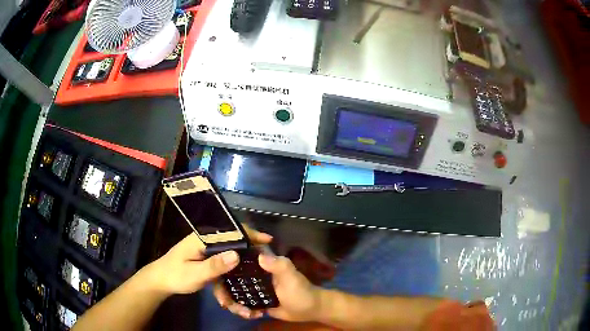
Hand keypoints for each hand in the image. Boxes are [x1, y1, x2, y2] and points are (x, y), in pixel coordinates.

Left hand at [142, 225, 272, 295]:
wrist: (160, 282)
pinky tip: (239, 278)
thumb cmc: (175, 275)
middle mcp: (206, 241)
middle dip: (250, 245)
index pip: (229, 230)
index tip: (267, 240)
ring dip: (242, 258)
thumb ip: (214, 265)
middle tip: (267, 255)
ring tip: (258, 266)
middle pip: (232, 239)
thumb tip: (237, 255)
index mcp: (202, 238)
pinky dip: (231, 268)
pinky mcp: (206, 259)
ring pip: (229, 251)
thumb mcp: (194, 274)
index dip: (249, 233)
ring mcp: (206, 250)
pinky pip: (222, 261)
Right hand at [214, 254, 321, 321]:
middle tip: (226, 303)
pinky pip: (243, 303)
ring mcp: (254, 289)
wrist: (309, 310)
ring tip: (243, 312)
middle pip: (231, 278)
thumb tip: (260, 255)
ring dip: (234, 303)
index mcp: (261, 265)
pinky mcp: (257, 301)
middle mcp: (254, 274)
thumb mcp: (291, 277)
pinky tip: (250, 315)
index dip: (224, 264)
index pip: (238, 259)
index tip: (215, 274)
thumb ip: (279, 266)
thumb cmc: (300, 291)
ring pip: (235, 292)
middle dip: (225, 291)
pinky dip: (242, 309)